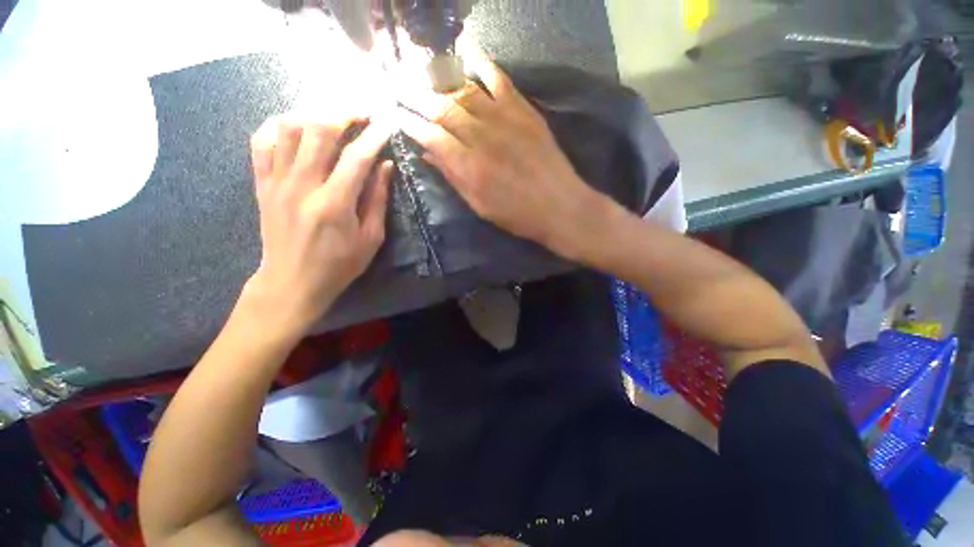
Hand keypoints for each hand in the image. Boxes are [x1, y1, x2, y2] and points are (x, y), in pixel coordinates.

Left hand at [243, 113, 393, 336]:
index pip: (356, 157)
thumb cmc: (339, 264)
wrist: (292, 281)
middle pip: (318, 131)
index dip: (374, 136)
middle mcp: (302, 186)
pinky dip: (278, 126)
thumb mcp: (370, 238)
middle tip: (363, 112)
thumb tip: (384, 166)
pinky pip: (262, 142)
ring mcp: (277, 182)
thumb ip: (377, 199)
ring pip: (288, 128)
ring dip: (314, 114)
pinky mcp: (262, 184)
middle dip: (344, 113)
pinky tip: (295, 126)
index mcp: (334, 204)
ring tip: (334, 116)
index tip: (387, 123)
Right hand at [394, 50, 614, 260]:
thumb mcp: (480, 206)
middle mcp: (482, 137)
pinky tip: (466, 52)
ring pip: (465, 91)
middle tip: (399, 87)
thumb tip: (428, 154)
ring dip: (440, 81)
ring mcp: (504, 120)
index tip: (395, 115)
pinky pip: (499, 80)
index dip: (409, 123)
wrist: (560, 206)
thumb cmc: (518, 215)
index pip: (431, 136)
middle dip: (416, 97)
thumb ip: (454, 178)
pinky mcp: (524, 111)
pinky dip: (481, 63)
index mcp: (469, 167)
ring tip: (423, 74)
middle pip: (442, 108)